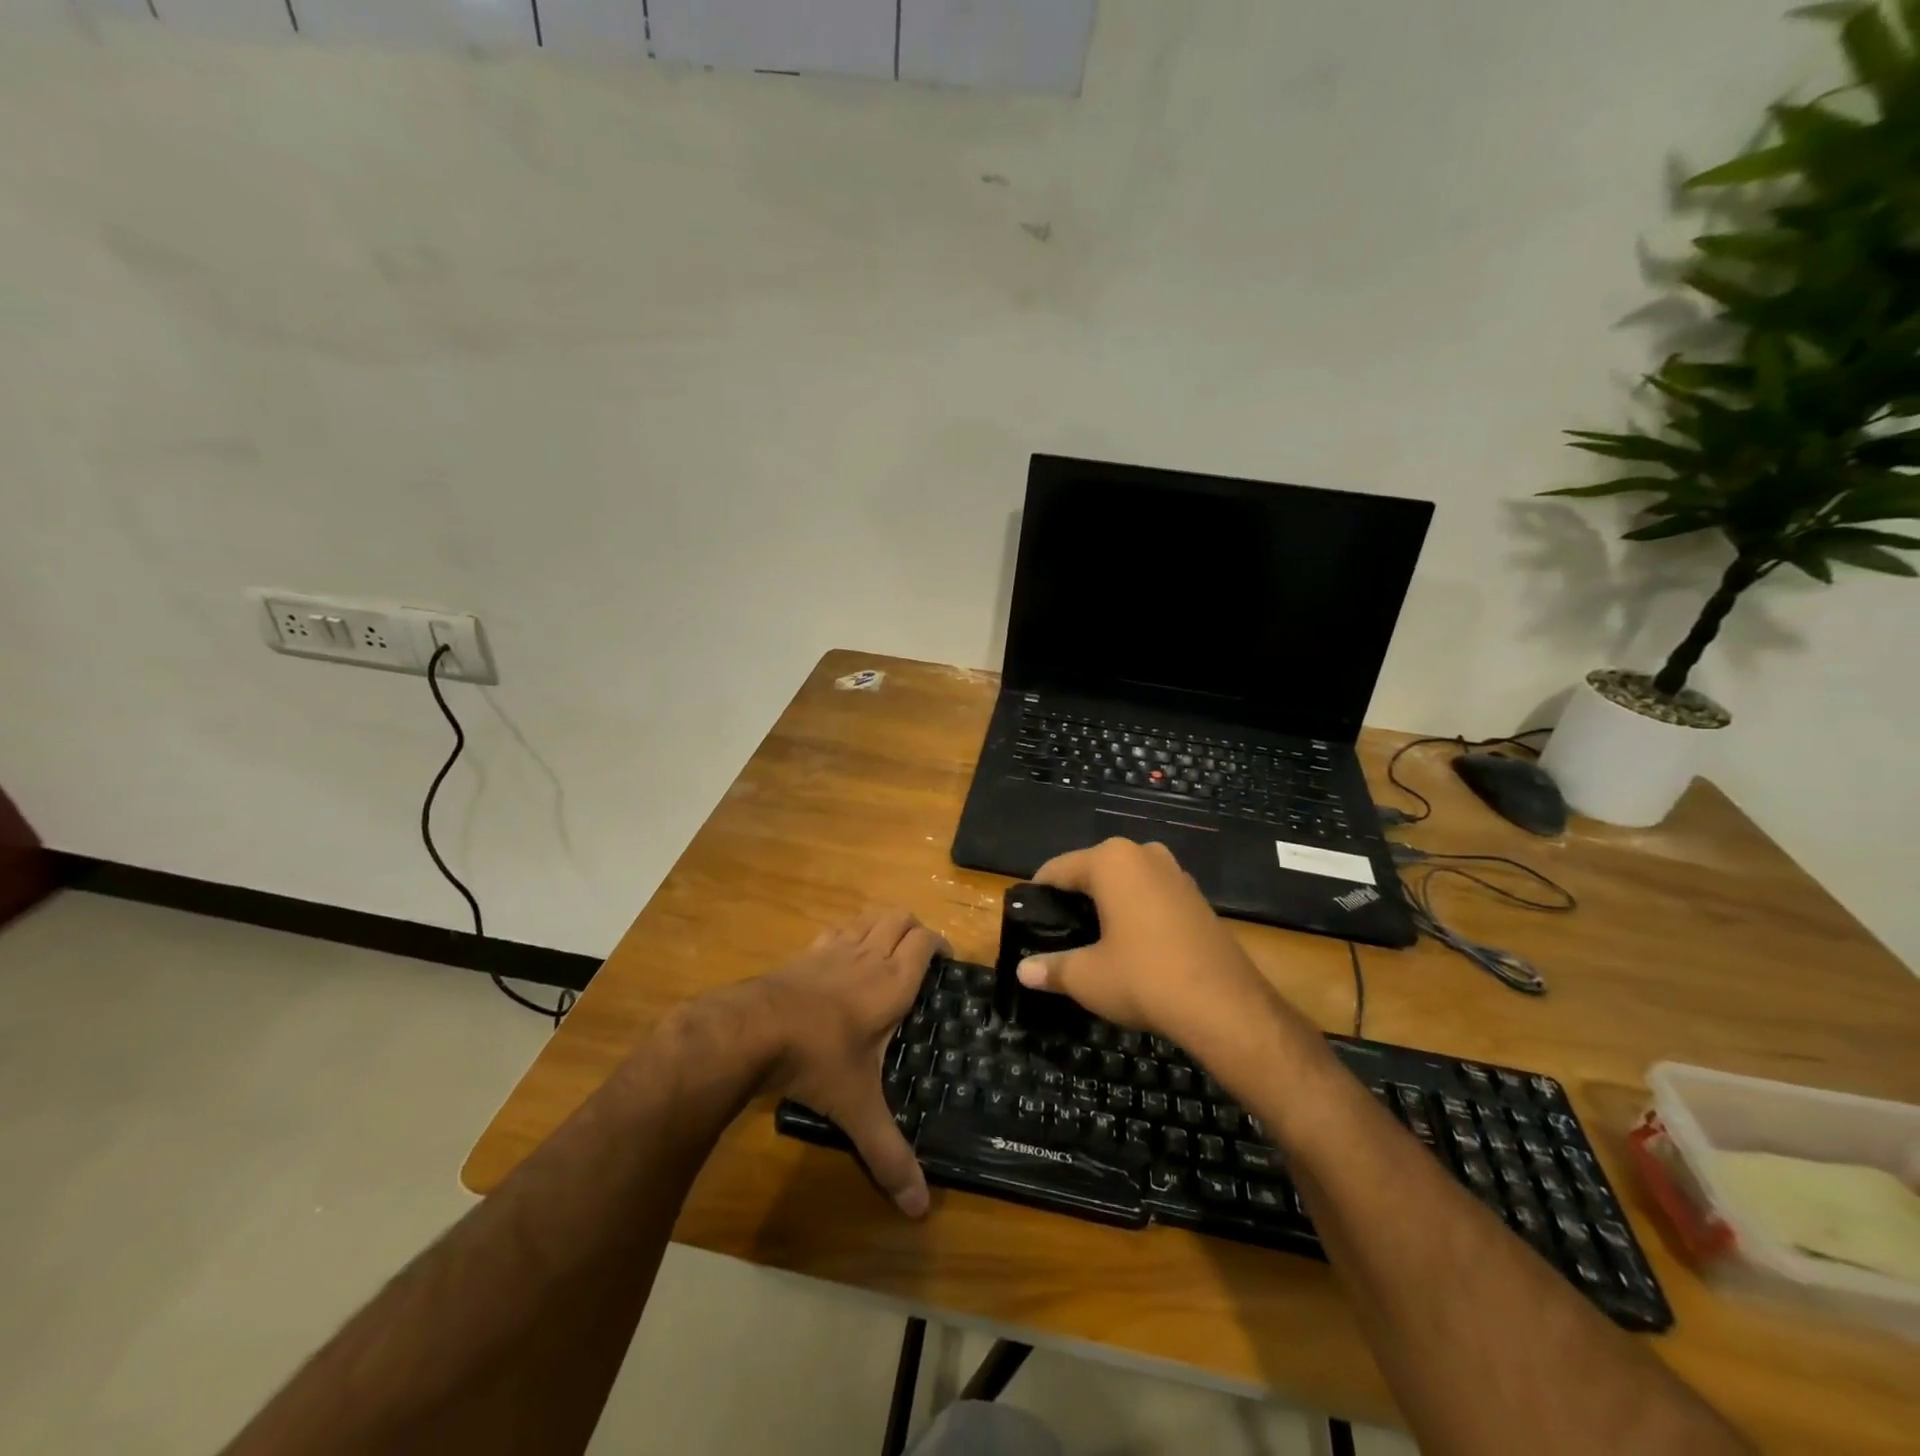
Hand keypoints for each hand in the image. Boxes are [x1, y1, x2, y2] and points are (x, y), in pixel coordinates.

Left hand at [757, 906, 942, 1217]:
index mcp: (892, 983)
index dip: (940, 944)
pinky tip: (842, 958)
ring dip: (883, 925)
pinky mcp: (805, 952)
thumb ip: (888, 1154)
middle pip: (900, 917)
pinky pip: (836, 929)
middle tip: (919, 958)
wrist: (753, 1030)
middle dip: (914, 929)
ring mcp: (834, 949)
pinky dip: (849, 933)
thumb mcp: (857, 1109)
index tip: (947, 961)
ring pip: (869, 917)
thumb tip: (919, 1209)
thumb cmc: (817, 1060)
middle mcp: (868, 956)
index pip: (925, 942)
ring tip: (886, 951)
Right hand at [1015, 838, 1287, 1057]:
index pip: (1058, 869)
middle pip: (1092, 871)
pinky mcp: (1196, 897)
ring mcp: (1175, 873)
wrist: (1225, 1006)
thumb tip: (1023, 971)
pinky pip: (1151, 896)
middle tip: (1057, 935)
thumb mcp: (1087, 977)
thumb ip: (1051, 968)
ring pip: (1125, 883)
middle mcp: (1143, 854)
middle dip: (1074, 899)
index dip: (1039, 895)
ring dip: (1107, 905)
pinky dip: (1135, 913)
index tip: (1027, 920)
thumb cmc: (1144, 978)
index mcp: (1111, 860)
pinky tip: (1130, 946)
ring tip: (1091, 941)